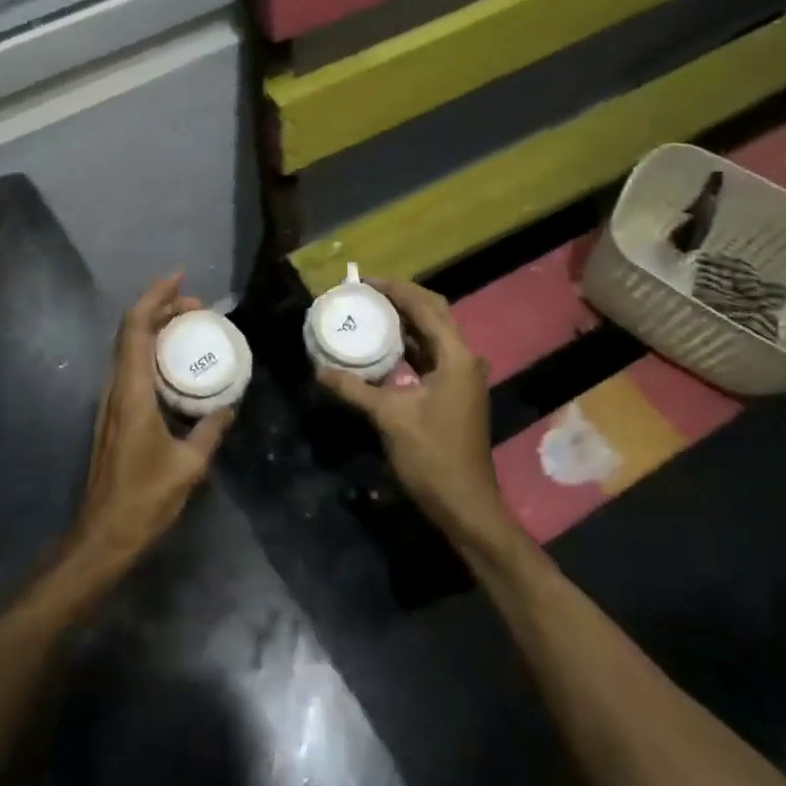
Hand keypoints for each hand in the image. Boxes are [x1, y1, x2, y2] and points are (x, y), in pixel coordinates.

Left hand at [66, 275, 234, 578]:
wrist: (104, 534)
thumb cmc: (145, 498)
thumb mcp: (189, 465)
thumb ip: (210, 430)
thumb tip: (227, 405)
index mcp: (132, 392)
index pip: (136, 328)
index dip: (155, 297)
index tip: (180, 279)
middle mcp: (116, 388)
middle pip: (131, 331)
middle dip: (160, 308)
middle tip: (197, 305)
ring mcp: (111, 401)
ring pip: (129, 348)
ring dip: (155, 328)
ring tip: (189, 325)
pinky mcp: (114, 415)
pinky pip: (132, 367)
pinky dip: (152, 351)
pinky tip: (176, 364)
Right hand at [316, 279, 509, 545]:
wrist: (465, 504)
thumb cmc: (432, 456)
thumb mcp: (389, 418)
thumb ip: (354, 389)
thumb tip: (320, 369)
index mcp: (455, 357)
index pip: (426, 307)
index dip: (395, 289)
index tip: (364, 281)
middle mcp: (463, 359)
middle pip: (433, 314)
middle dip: (401, 299)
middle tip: (366, 293)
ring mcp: (460, 376)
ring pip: (432, 334)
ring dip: (404, 321)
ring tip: (369, 311)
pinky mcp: (453, 391)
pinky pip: (429, 355)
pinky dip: (408, 345)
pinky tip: (382, 346)